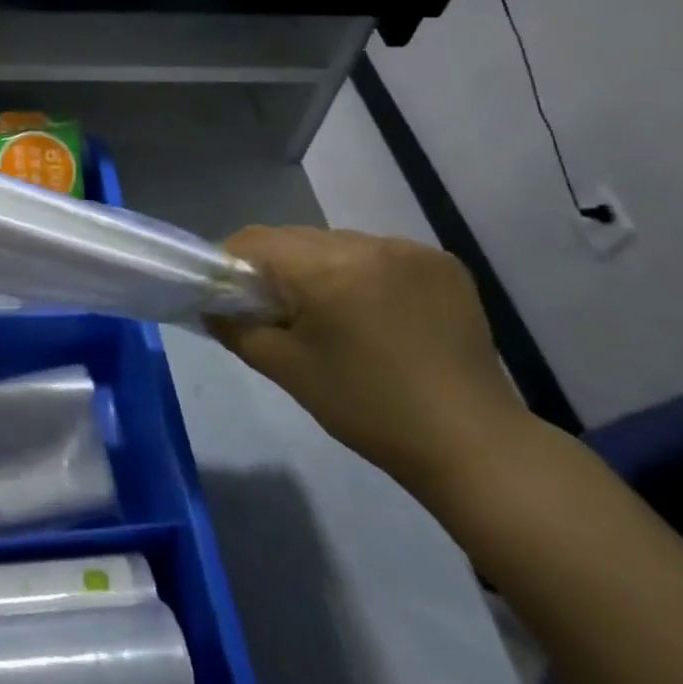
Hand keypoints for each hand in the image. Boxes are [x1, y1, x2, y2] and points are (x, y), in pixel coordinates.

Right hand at [208, 226, 534, 496]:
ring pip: (338, 244)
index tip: (228, 294)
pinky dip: (365, 274)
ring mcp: (410, 249)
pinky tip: (377, 313)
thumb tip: (210, 305)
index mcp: (325, 268)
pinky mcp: (443, 262)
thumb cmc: (367, 409)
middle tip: (279, 312)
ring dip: (322, 269)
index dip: (230, 263)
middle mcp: (367, 244)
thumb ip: (236, 328)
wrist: (472, 444)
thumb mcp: (286, 370)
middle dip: (277, 268)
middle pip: (295, 239)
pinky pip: (380, 254)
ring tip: (334, 315)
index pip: (254, 241)